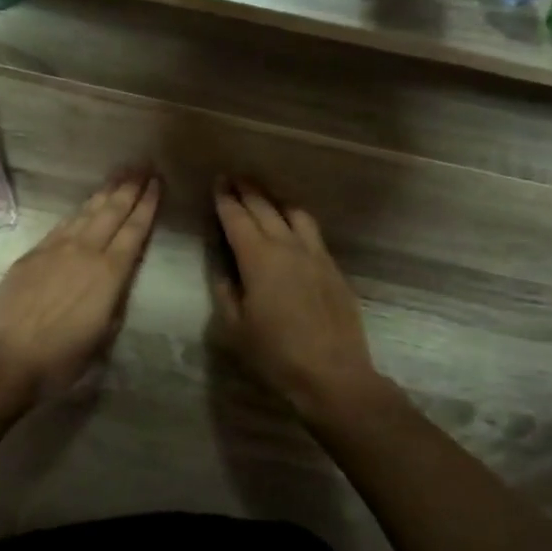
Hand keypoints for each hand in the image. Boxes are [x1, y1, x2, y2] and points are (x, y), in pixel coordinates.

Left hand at [0, 173, 161, 397]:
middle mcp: (86, 251)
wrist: (6, 356)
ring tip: (120, 174)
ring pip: (87, 212)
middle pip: (112, 211)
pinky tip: (86, 204)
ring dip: (106, 191)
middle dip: (130, 187)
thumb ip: (115, 299)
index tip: (157, 183)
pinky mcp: (34, 253)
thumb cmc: (61, 357)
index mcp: (110, 273)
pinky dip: (80, 210)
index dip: (147, 205)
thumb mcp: (103, 334)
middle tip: (143, 164)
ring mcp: (57, 248)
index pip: (134, 230)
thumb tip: (118, 277)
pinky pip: (64, 223)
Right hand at [209, 177, 381, 423]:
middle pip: (265, 208)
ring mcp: (315, 254)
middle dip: (247, 190)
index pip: (237, 218)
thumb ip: (226, 292)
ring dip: (275, 199)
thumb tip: (225, 269)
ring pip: (294, 213)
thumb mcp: (235, 327)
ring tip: (264, 193)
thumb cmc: (276, 354)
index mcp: (258, 259)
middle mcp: (287, 246)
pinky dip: (296, 218)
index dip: (225, 199)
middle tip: (235, 176)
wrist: (333, 374)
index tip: (218, 182)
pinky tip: (292, 224)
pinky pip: (312, 231)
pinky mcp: (333, 267)